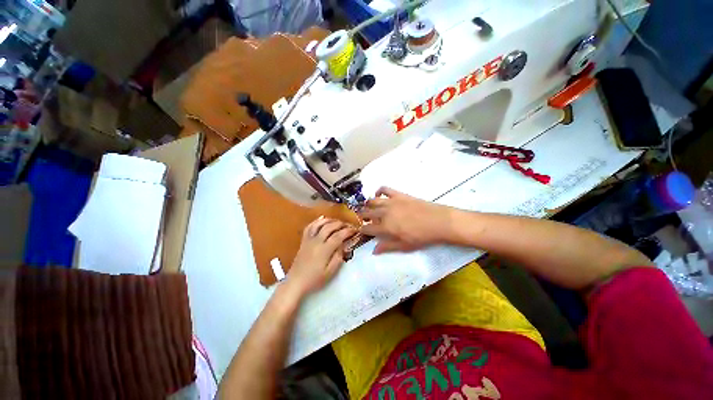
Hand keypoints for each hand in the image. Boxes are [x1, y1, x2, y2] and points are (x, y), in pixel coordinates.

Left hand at [285, 217, 356, 296]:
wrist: (296, 282)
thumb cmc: (314, 279)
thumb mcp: (330, 272)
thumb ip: (338, 257)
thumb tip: (343, 245)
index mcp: (324, 250)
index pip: (338, 236)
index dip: (348, 231)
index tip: (355, 230)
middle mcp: (316, 241)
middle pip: (329, 227)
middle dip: (341, 224)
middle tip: (348, 225)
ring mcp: (309, 240)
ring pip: (319, 224)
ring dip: (330, 220)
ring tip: (338, 221)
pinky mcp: (303, 241)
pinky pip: (309, 227)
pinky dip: (317, 221)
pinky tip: (322, 219)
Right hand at [359, 187, 451, 253]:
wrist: (439, 221)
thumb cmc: (422, 237)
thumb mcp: (404, 246)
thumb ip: (387, 247)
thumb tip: (373, 251)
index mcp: (385, 227)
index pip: (367, 228)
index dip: (362, 229)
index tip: (361, 230)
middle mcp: (385, 213)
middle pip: (367, 213)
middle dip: (362, 216)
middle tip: (362, 218)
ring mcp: (391, 202)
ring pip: (372, 201)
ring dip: (367, 204)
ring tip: (367, 207)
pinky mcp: (399, 195)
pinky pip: (384, 189)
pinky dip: (378, 191)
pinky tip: (378, 195)